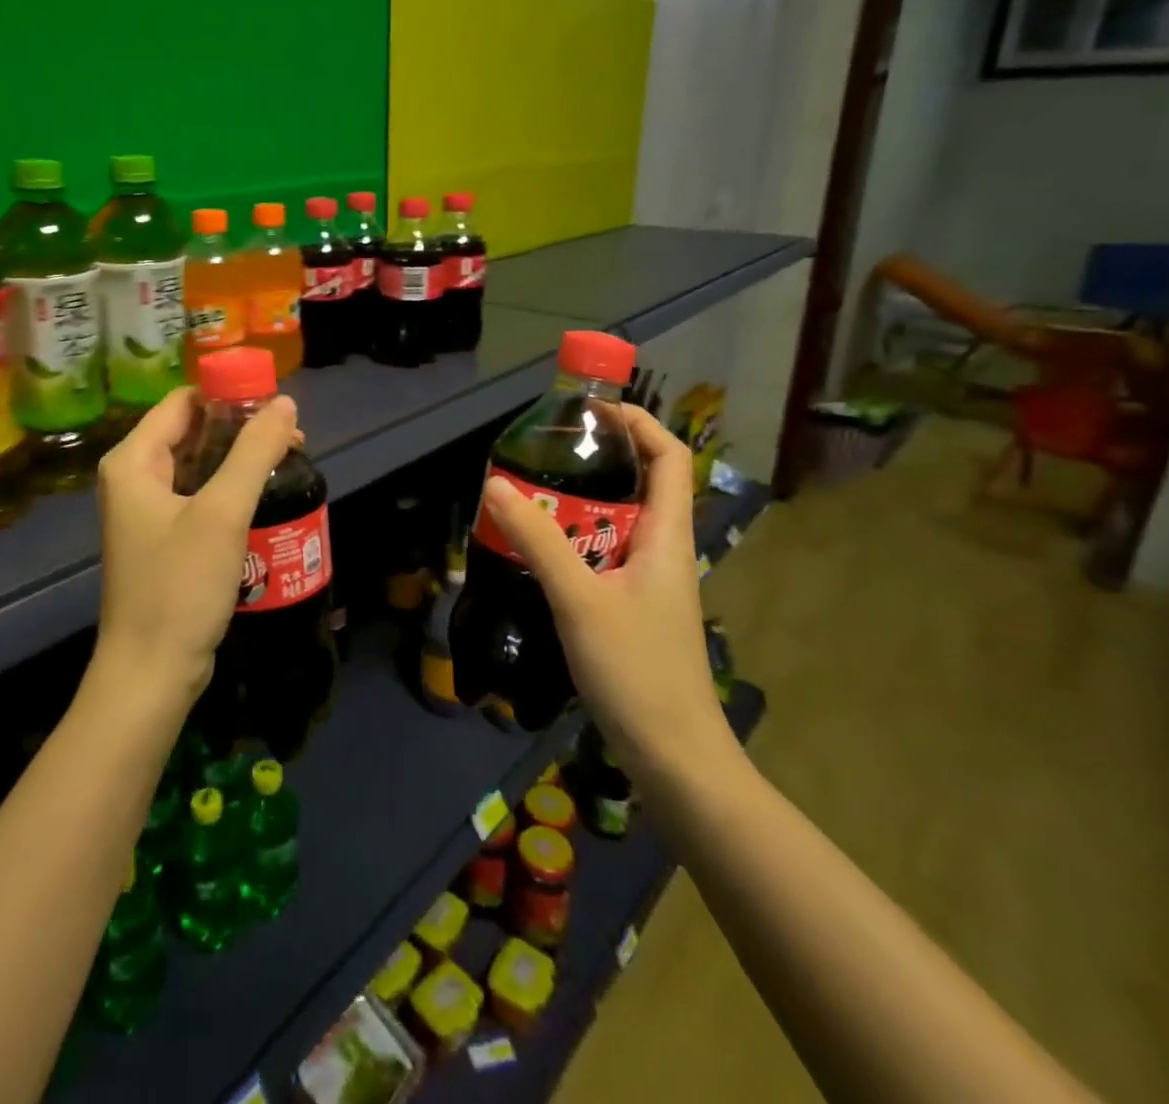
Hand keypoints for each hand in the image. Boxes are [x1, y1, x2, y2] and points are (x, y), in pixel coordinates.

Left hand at [93, 386, 300, 699]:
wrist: (151, 673)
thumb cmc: (180, 586)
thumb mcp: (222, 513)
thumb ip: (254, 451)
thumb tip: (285, 402)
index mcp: (133, 460)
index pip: (183, 402)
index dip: (228, 394)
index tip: (276, 402)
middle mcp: (134, 478)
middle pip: (192, 431)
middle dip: (241, 428)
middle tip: (293, 436)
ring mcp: (148, 511)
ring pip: (200, 465)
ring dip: (240, 458)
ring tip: (289, 460)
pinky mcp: (165, 539)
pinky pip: (201, 496)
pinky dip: (231, 489)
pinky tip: (266, 494)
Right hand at [478, 403, 734, 784]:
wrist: (673, 759)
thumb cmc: (637, 672)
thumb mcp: (580, 600)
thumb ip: (538, 540)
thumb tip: (495, 483)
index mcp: (668, 537)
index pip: (669, 457)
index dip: (638, 423)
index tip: (590, 409)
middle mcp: (662, 551)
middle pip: (637, 485)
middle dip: (592, 462)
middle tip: (538, 454)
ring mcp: (646, 583)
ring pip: (613, 524)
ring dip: (573, 506)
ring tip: (525, 497)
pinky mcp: (629, 609)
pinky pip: (599, 557)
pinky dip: (569, 544)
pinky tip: (534, 555)